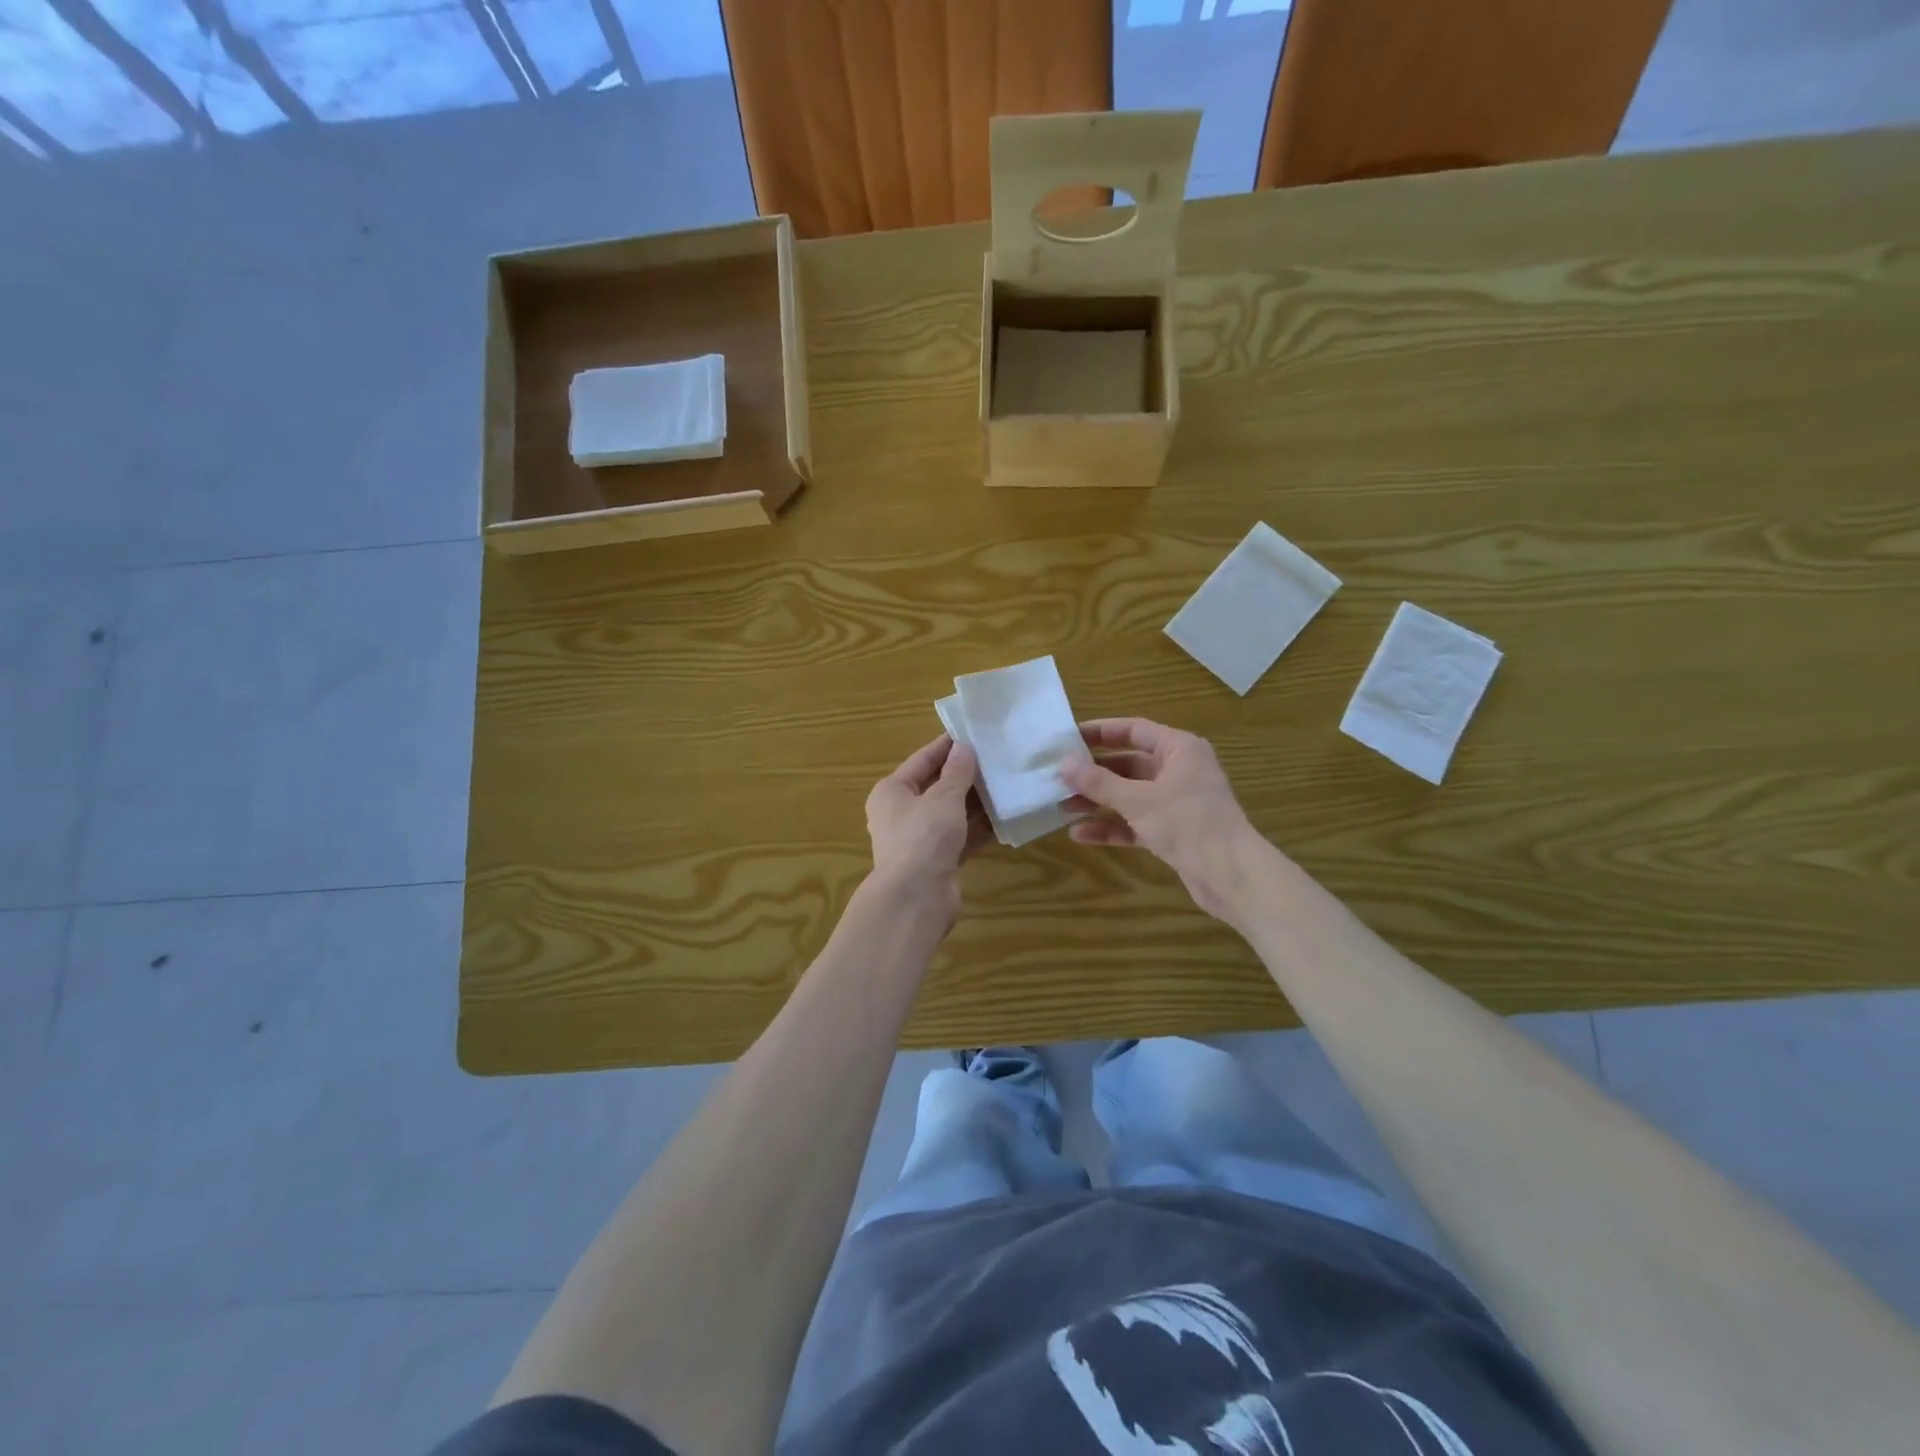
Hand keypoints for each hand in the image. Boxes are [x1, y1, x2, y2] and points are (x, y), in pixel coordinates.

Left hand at [865, 734, 990, 914]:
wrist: (916, 898)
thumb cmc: (924, 837)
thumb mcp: (944, 798)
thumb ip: (958, 771)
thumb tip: (964, 747)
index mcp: (892, 791)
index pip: (922, 760)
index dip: (947, 746)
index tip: (972, 733)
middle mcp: (901, 813)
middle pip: (936, 787)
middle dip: (965, 776)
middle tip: (996, 759)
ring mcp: (919, 839)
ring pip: (950, 813)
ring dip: (975, 802)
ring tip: (1005, 784)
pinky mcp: (936, 860)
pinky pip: (960, 836)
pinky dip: (978, 828)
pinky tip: (1003, 818)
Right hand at [1060, 718, 1261, 922]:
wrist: (1231, 875)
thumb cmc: (1188, 823)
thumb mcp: (1138, 800)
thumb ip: (1098, 782)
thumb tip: (1062, 764)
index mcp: (1179, 749)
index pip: (1134, 729)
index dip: (1100, 732)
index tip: (1068, 738)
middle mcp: (1179, 770)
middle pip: (1128, 764)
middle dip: (1094, 773)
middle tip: (1059, 777)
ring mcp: (1176, 802)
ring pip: (1129, 795)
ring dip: (1098, 801)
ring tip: (1062, 807)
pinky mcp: (1173, 831)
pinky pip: (1135, 822)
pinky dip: (1112, 826)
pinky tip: (1080, 834)